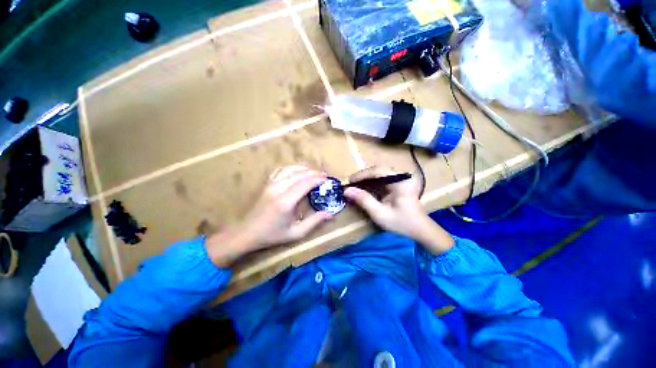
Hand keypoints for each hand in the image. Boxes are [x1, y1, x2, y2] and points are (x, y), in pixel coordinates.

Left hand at [206, 166, 332, 266]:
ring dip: (304, 169)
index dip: (318, 179)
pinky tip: (298, 171)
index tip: (328, 179)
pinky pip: (281, 170)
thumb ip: (314, 222)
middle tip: (325, 176)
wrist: (246, 233)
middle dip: (314, 172)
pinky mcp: (267, 183)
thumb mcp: (296, 233)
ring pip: (290, 169)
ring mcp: (271, 184)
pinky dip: (292, 168)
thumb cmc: (272, 235)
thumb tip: (330, 214)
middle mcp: (278, 189)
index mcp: (286, 201)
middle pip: (300, 174)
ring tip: (314, 172)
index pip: (305, 183)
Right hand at [343, 167, 453, 253]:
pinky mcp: (399, 183)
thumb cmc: (402, 223)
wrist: (420, 230)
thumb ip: (364, 200)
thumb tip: (347, 190)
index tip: (348, 181)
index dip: (361, 175)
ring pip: (379, 173)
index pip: (378, 170)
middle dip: (362, 177)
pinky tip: (364, 189)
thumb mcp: (380, 214)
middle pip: (378, 170)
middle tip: (350, 185)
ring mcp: (401, 178)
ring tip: (354, 187)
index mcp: (401, 181)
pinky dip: (371, 183)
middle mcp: (402, 176)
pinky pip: (382, 179)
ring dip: (366, 179)